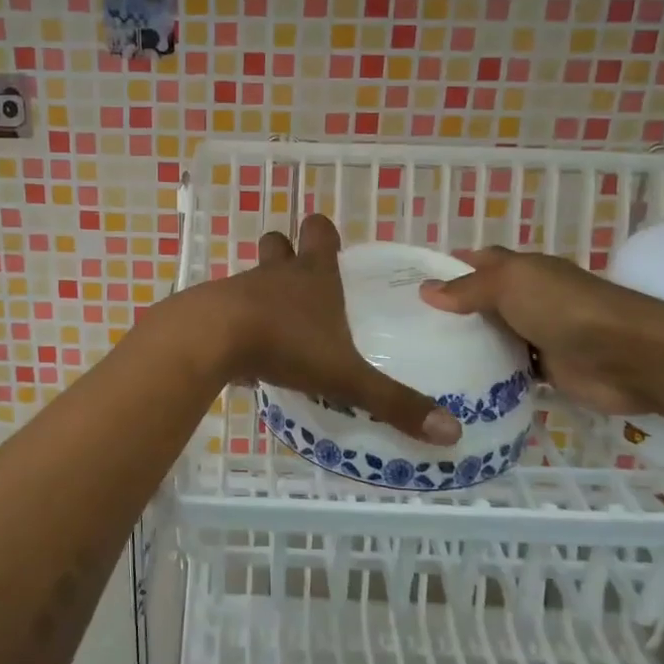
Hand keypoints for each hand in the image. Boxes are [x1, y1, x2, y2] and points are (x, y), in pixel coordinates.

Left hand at [197, 214, 460, 445]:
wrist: (210, 340)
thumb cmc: (286, 344)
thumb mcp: (346, 376)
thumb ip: (393, 403)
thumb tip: (452, 432)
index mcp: (313, 275)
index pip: (319, 232)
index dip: (324, 234)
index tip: (330, 244)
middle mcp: (276, 274)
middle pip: (278, 244)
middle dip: (287, 252)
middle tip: (301, 278)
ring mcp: (239, 289)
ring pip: (252, 276)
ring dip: (262, 291)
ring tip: (277, 323)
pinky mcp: (211, 312)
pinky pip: (228, 309)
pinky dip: (237, 322)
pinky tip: (247, 351)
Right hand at [418, 247, 663, 414]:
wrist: (629, 357)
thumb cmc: (566, 308)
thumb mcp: (510, 285)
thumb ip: (468, 288)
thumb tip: (426, 290)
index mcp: (522, 270)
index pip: (479, 262)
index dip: (448, 268)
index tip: (410, 283)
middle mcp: (529, 299)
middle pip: (482, 303)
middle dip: (450, 312)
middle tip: (405, 328)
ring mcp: (538, 335)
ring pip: (493, 338)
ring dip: (467, 347)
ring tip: (421, 360)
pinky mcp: (547, 370)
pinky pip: (509, 371)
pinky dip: (489, 376)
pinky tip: (457, 384)